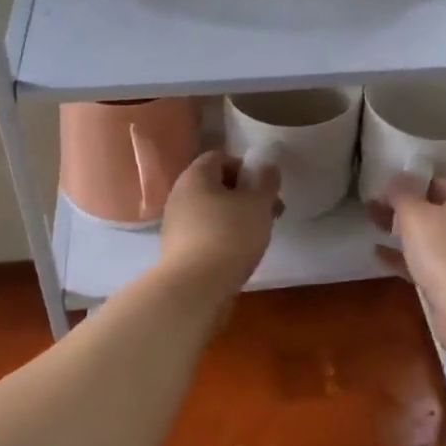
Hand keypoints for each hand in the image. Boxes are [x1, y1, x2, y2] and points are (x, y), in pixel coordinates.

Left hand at [156, 147, 280, 298]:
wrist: (195, 288)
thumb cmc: (230, 235)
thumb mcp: (258, 204)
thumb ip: (266, 182)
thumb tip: (268, 167)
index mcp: (195, 176)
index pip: (220, 157)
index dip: (246, 168)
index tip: (264, 188)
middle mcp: (180, 195)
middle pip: (216, 186)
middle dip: (245, 196)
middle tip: (269, 213)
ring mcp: (175, 224)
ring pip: (212, 212)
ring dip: (236, 218)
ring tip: (258, 237)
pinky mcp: (177, 251)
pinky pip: (205, 234)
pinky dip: (223, 238)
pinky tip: (239, 255)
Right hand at [370, 174, 445, 358]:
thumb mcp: (417, 216)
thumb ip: (402, 194)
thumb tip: (397, 177)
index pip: (434, 179)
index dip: (407, 178)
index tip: (379, 180)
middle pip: (429, 207)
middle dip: (400, 205)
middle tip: (369, 204)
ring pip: (425, 235)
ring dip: (399, 230)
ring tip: (371, 223)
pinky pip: (422, 261)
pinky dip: (401, 256)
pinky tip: (377, 254)